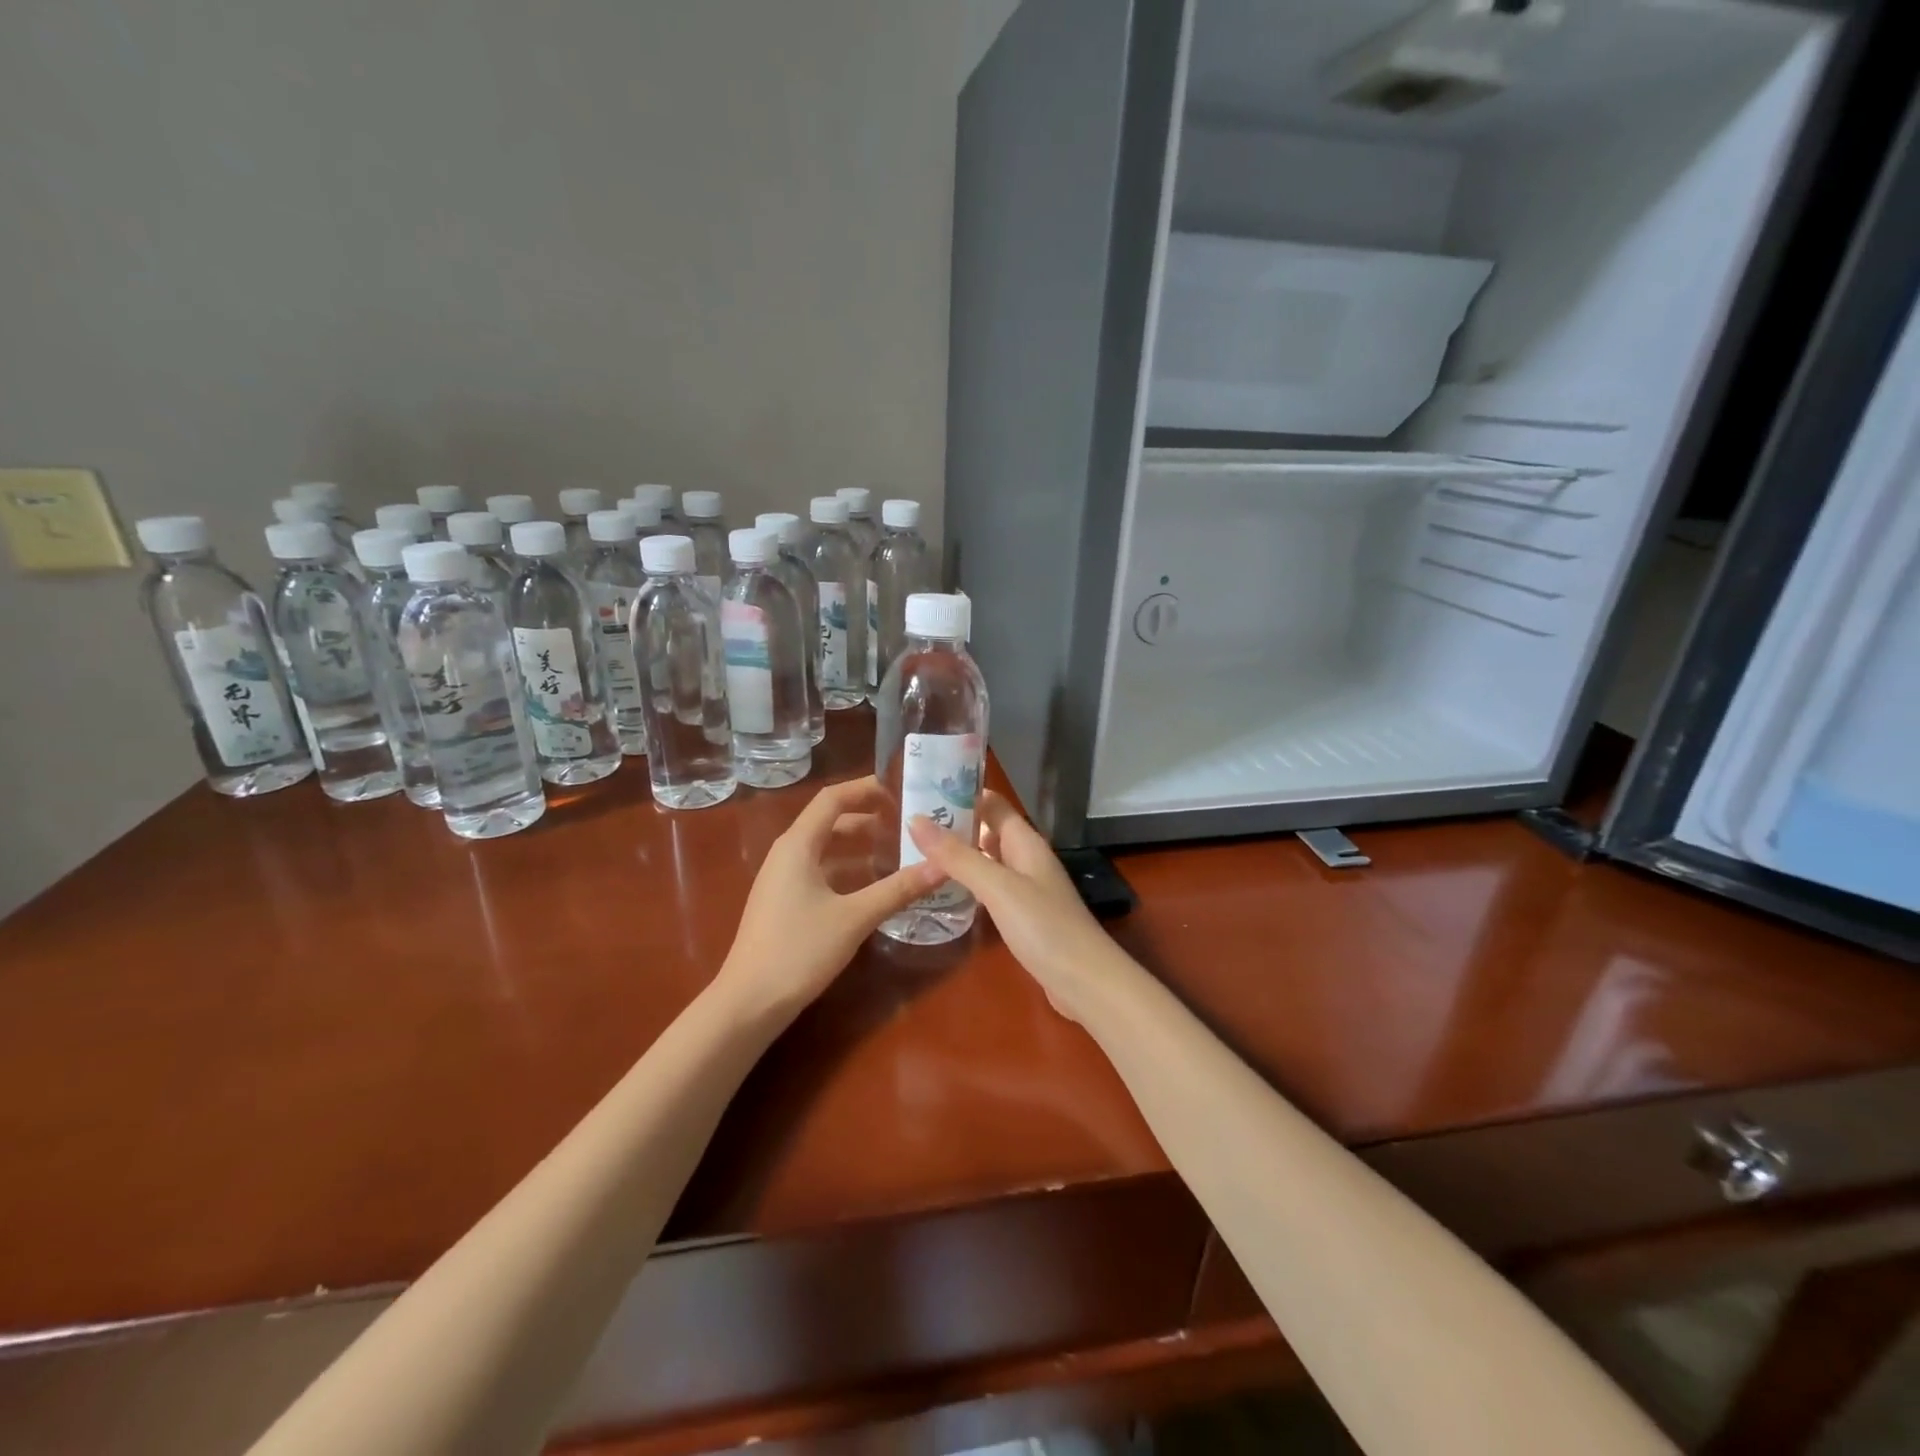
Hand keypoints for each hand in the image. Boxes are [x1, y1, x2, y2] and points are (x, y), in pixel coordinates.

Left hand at [716, 777, 945, 1021]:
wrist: (748, 1003)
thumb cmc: (799, 950)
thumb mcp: (855, 917)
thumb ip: (899, 888)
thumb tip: (943, 865)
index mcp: (798, 845)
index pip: (833, 798)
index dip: (866, 789)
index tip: (902, 791)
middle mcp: (788, 853)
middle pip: (830, 821)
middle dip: (869, 818)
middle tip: (908, 824)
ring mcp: (783, 879)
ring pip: (827, 849)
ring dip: (861, 846)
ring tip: (899, 852)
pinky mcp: (785, 902)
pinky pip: (821, 872)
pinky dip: (849, 870)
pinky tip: (875, 887)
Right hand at [908, 790, 1116, 1023]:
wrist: (1085, 982)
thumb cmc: (1044, 927)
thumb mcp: (997, 887)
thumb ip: (957, 856)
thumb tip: (915, 820)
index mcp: (1026, 843)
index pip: (993, 804)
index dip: (962, 793)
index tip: (922, 789)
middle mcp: (1027, 859)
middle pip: (989, 831)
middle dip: (954, 825)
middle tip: (909, 824)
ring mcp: (1027, 889)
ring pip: (989, 861)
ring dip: (959, 856)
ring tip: (917, 854)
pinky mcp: (1024, 917)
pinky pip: (991, 889)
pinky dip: (969, 884)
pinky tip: (946, 892)